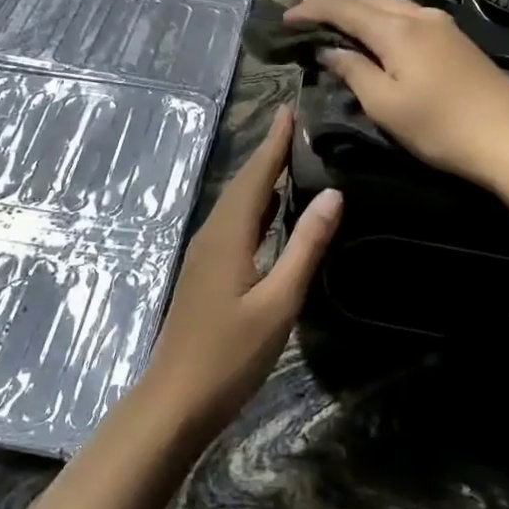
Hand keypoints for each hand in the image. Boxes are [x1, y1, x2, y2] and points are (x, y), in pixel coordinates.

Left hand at [131, 106, 341, 441]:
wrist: (175, 399)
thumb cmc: (230, 355)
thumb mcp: (278, 302)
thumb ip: (305, 247)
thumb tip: (332, 194)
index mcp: (228, 234)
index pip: (255, 176)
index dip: (273, 142)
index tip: (290, 109)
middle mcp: (212, 235)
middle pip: (242, 184)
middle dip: (267, 153)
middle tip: (296, 127)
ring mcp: (204, 255)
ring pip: (236, 205)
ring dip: (260, 179)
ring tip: (289, 159)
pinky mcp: (206, 273)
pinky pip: (233, 225)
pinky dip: (255, 208)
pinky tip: (271, 213)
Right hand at [285, 0, 508, 186]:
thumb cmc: (440, 127)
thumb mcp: (385, 105)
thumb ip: (354, 71)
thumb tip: (329, 50)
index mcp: (397, 30)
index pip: (345, 8)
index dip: (313, 9)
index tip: (286, 17)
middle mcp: (418, 15)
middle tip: (303, 9)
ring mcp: (440, 24)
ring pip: (388, 1)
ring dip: (356, 3)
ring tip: (331, 13)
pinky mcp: (454, 38)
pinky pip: (405, 12)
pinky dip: (379, 13)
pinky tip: (372, 25)